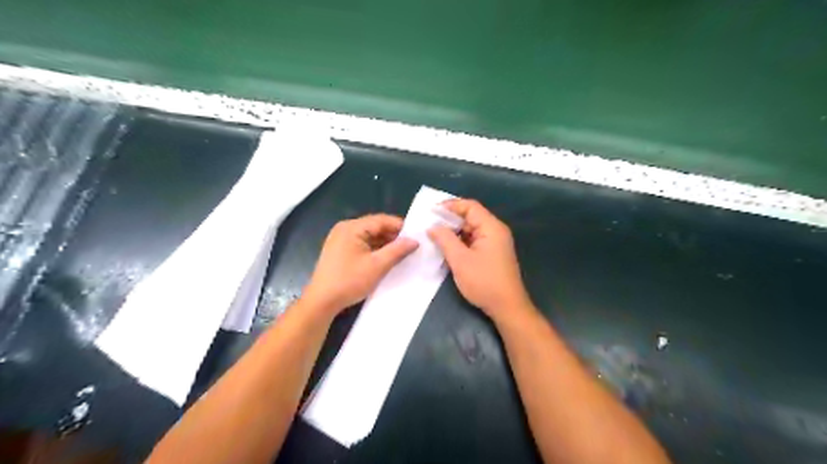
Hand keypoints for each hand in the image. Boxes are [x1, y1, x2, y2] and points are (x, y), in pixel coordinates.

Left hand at [303, 214, 420, 316]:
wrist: (322, 302)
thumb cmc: (350, 281)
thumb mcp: (377, 266)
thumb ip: (397, 250)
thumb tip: (415, 240)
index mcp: (352, 227)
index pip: (381, 220)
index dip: (400, 227)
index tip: (417, 236)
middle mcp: (345, 229)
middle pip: (374, 227)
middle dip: (393, 236)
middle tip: (411, 246)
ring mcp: (340, 240)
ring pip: (368, 236)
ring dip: (384, 244)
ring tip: (401, 253)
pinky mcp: (339, 251)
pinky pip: (361, 244)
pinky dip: (374, 249)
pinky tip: (385, 258)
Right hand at [429, 198, 532, 321]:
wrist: (507, 307)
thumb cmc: (484, 282)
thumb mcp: (460, 260)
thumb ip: (445, 239)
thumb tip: (433, 226)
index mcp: (491, 227)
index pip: (470, 206)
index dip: (450, 206)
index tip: (431, 211)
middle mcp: (495, 231)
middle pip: (471, 216)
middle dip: (450, 219)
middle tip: (429, 223)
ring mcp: (495, 243)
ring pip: (471, 229)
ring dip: (454, 231)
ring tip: (434, 234)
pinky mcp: (492, 254)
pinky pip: (474, 240)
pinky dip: (460, 241)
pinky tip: (447, 247)